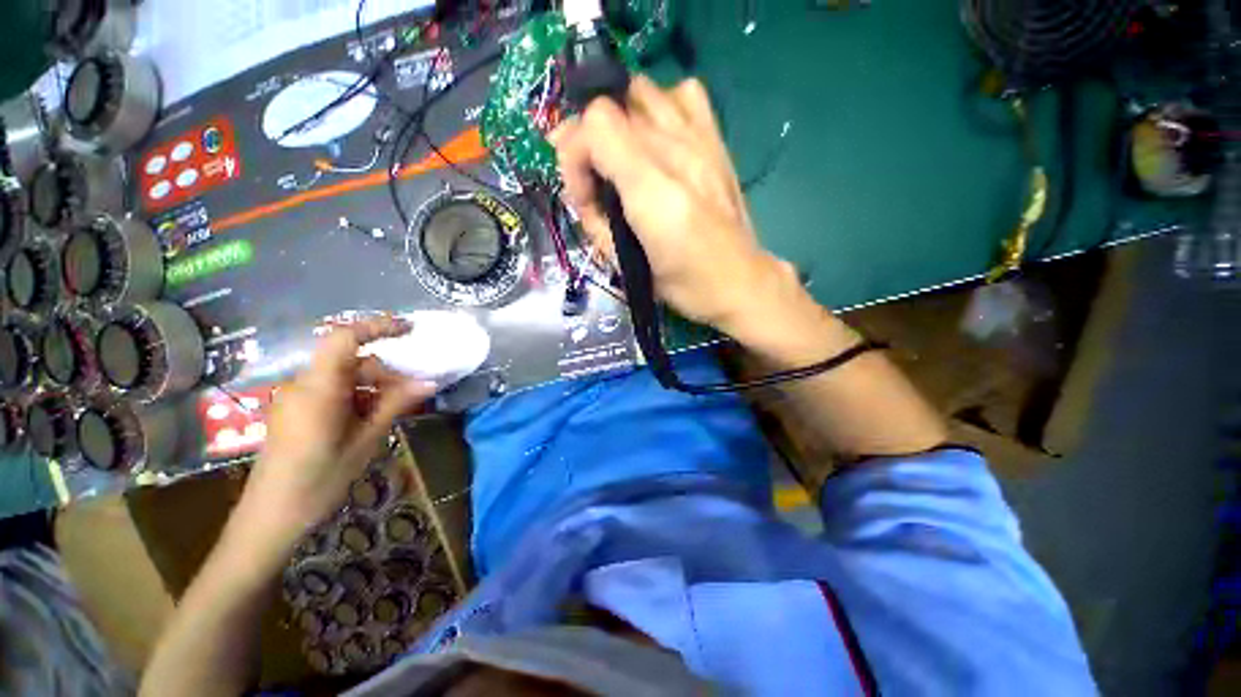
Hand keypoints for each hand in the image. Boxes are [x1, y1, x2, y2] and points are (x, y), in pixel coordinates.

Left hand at [241, 317, 433, 543]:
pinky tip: (372, 417)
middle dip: (386, 371)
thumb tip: (429, 381)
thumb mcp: (366, 440)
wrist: (271, 517)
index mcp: (317, 388)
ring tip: (398, 408)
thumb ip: (396, 404)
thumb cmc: (319, 480)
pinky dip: (358, 396)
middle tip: (416, 390)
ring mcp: (296, 397)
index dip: (378, 326)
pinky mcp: (296, 409)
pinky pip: (333, 390)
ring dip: (374, 386)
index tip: (410, 330)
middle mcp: (302, 384)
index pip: (345, 338)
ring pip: (344, 376)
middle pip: (351, 361)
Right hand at [553, 75, 807, 345]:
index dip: (575, 157)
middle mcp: (676, 151)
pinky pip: (686, 94)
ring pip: (644, 90)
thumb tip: (581, 185)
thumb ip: (597, 222)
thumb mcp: (626, 266)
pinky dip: (663, 106)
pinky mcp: (718, 141)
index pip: (593, 126)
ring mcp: (701, 140)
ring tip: (625, 158)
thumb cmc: (682, 284)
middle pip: (612, 105)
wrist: (740, 281)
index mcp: (653, 191)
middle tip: (599, 181)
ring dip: (622, 120)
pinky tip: (661, 140)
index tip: (585, 196)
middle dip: (591, 142)